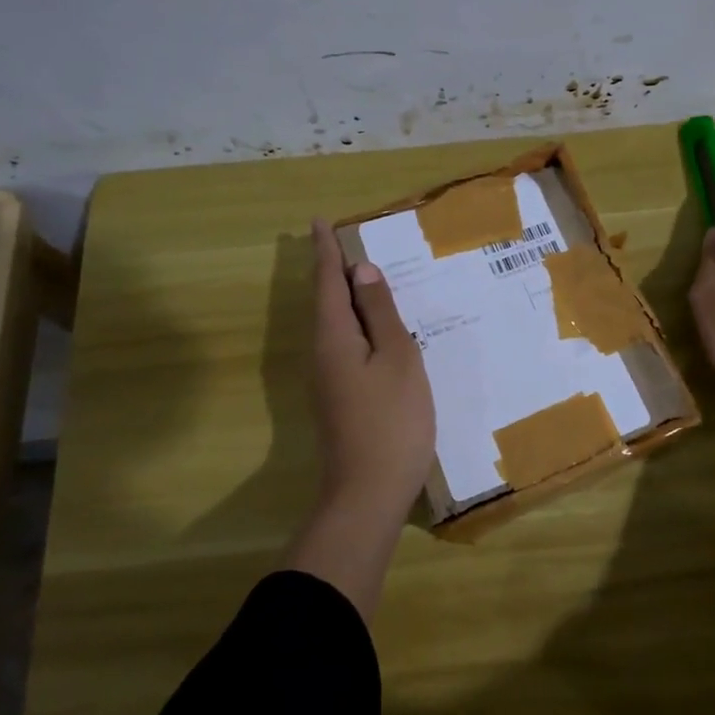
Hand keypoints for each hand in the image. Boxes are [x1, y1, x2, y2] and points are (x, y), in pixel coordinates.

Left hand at [285, 219, 436, 619]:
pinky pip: (347, 345)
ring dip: (349, 298)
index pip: (327, 281)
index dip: (326, 250)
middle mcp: (322, 353)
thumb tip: (360, 272)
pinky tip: (380, 329)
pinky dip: (360, 325)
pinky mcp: (340, 397)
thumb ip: (380, 313)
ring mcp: (328, 379)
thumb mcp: (396, 358)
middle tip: (351, 243)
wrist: (368, 493)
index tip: (319, 221)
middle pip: (327, 301)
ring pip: (337, 325)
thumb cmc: (391, 420)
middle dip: (336, 270)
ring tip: (369, 276)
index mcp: (333, 337)